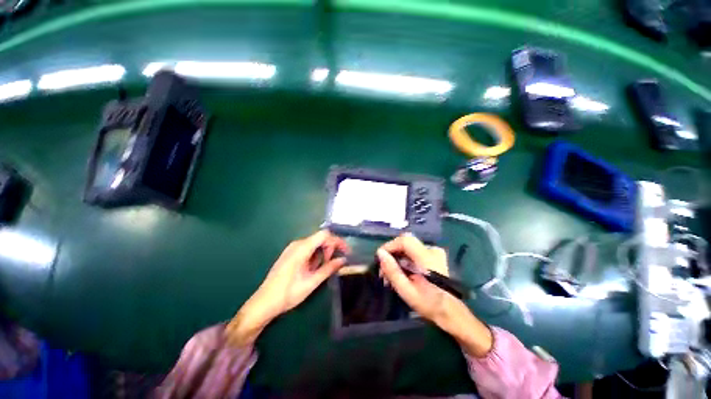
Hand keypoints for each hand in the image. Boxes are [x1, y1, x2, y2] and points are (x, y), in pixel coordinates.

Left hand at [227, 230, 348, 345]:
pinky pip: (308, 248)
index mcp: (302, 248)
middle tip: (334, 263)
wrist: (264, 302)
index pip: (325, 235)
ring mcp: (292, 248)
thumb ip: (329, 269)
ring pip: (315, 243)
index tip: (346, 251)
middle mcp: (297, 244)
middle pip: (320, 238)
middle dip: (330, 248)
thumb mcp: (312, 282)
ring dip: (323, 252)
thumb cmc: (288, 293)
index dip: (337, 241)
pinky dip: (315, 255)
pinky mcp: (290, 253)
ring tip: (323, 268)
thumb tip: (343, 260)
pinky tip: (313, 268)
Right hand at [377, 234, 492, 356]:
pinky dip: (404, 260)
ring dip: (397, 258)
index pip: (405, 240)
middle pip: (405, 243)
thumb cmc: (429, 305)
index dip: (389, 246)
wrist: (451, 313)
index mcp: (428, 258)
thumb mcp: (407, 291)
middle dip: (392, 254)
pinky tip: (401, 273)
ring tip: (391, 275)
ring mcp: (434, 252)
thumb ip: (392, 271)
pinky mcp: (433, 256)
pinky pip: (413, 252)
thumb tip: (379, 254)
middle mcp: (432, 250)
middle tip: (384, 271)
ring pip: (408, 247)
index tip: (380, 259)